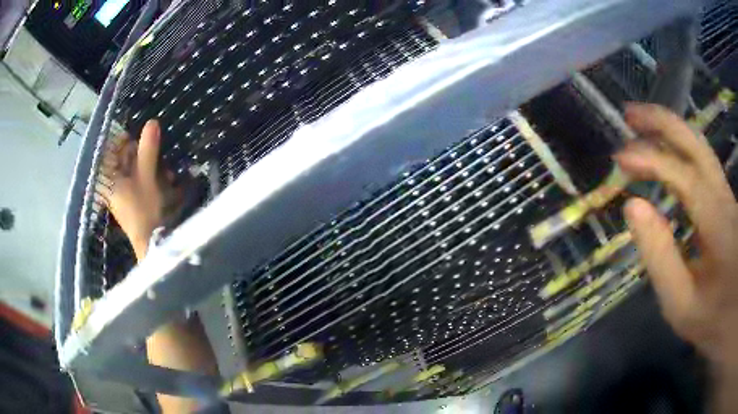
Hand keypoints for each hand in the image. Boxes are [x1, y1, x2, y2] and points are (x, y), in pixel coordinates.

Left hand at [103, 120, 168, 259]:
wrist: (152, 242)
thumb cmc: (143, 209)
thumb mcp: (147, 176)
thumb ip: (148, 149)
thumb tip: (152, 122)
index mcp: (109, 177)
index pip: (111, 150)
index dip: (125, 141)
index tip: (141, 139)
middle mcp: (112, 184)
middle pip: (124, 159)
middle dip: (143, 154)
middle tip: (159, 157)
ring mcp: (122, 193)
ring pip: (134, 169)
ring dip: (151, 166)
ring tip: (167, 173)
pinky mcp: (132, 200)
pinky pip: (139, 180)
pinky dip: (151, 177)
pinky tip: (165, 181)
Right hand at [614, 103, 737, 366]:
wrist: (732, 315)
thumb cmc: (714, 320)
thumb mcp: (682, 306)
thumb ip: (660, 258)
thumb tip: (633, 207)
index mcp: (717, 223)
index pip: (682, 175)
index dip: (650, 159)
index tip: (619, 159)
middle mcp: (724, 197)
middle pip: (696, 143)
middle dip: (662, 122)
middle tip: (629, 115)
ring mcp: (728, 196)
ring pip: (701, 149)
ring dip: (671, 131)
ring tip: (644, 125)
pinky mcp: (727, 203)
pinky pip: (704, 165)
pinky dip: (682, 150)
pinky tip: (669, 154)